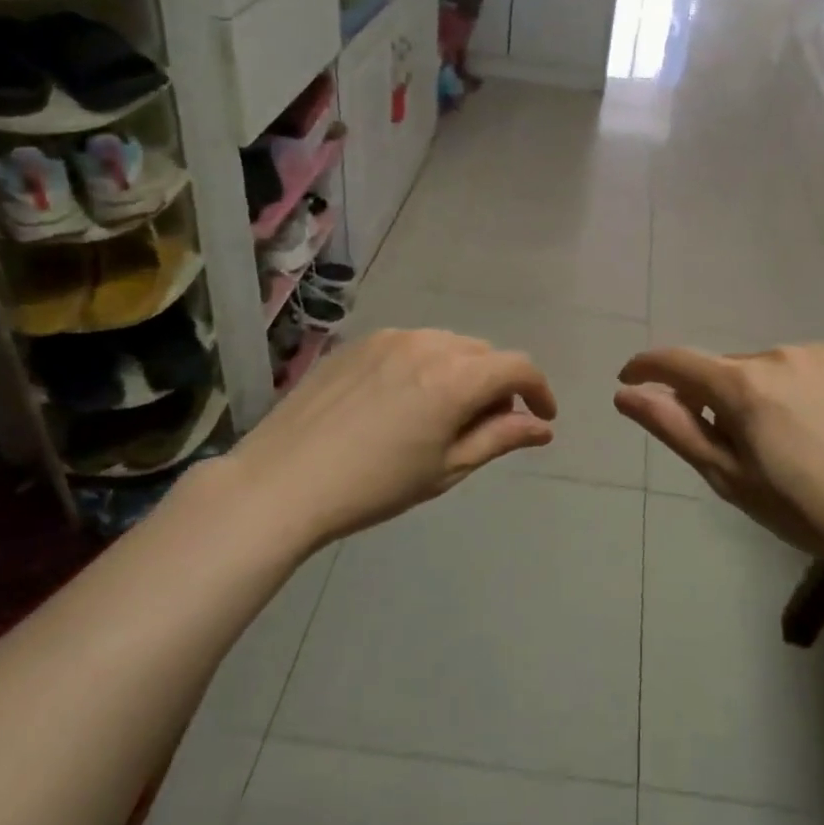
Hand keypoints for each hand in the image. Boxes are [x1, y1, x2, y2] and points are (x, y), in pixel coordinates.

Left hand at [232, 329, 556, 548]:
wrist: (281, 483)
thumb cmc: (373, 486)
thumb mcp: (446, 468)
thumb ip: (499, 438)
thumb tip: (541, 428)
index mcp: (455, 377)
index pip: (518, 367)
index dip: (539, 391)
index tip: (542, 418)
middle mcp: (428, 343)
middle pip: (483, 353)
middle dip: (497, 384)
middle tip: (485, 426)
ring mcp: (389, 337)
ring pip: (447, 345)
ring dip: (462, 372)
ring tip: (442, 414)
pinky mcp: (358, 343)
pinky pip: (410, 345)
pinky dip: (425, 365)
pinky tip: (402, 402)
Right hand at [614, 343, 823, 571]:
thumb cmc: (803, 509)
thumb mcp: (728, 476)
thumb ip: (673, 427)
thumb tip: (625, 395)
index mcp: (742, 384)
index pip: (676, 361)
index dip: (644, 368)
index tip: (627, 380)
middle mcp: (776, 354)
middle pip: (719, 369)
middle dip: (706, 398)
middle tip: (724, 449)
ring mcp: (814, 355)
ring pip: (756, 369)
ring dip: (745, 395)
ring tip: (771, 445)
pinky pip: (790, 369)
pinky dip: (779, 390)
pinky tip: (804, 430)